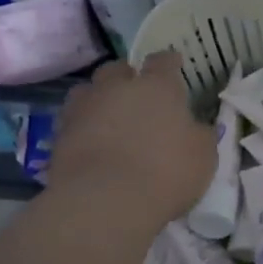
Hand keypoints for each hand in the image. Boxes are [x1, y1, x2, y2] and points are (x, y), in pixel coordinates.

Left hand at [48, 52, 216, 231]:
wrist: (104, 202)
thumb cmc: (165, 173)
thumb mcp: (203, 156)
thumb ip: (199, 135)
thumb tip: (194, 127)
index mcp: (157, 86)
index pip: (163, 61)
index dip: (169, 62)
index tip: (174, 65)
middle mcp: (118, 88)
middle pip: (118, 69)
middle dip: (126, 77)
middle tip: (135, 94)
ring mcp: (84, 108)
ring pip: (87, 90)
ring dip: (98, 99)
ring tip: (106, 117)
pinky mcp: (59, 135)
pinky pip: (72, 121)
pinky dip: (82, 127)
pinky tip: (90, 143)